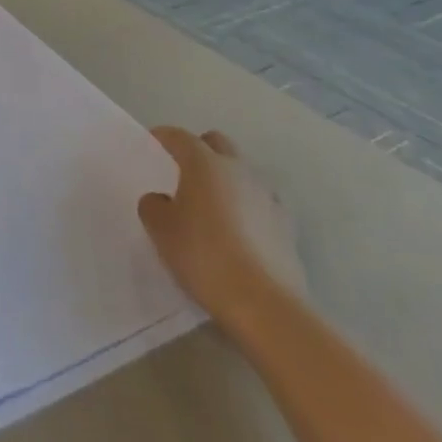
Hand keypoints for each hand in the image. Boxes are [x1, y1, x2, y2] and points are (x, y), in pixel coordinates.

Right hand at [138, 128, 305, 326]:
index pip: (180, 137)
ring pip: (244, 172)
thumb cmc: (204, 256)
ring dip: (228, 178)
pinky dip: (249, 206)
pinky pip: (263, 202)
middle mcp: (239, 170)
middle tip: (184, 170)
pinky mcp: (288, 226)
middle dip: (200, 149)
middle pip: (218, 143)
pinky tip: (241, 229)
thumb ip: (153, 206)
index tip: (153, 144)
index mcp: (205, 163)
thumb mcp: (160, 230)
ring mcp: (268, 196)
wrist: (264, 304)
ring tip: (214, 204)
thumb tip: (161, 200)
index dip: (164, 137)